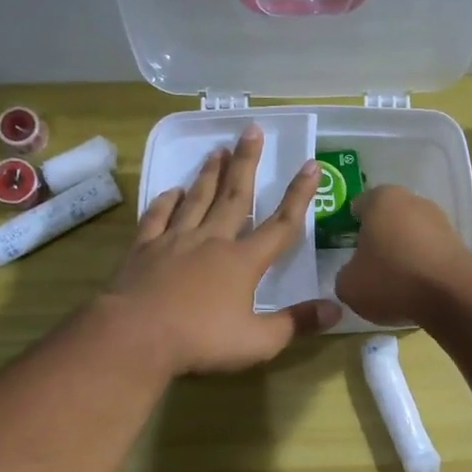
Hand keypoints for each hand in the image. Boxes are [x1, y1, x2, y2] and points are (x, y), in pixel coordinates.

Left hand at [105, 124, 339, 374]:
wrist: (136, 336)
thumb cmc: (201, 340)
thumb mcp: (259, 341)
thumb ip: (296, 323)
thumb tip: (336, 309)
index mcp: (243, 262)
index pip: (280, 225)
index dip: (299, 196)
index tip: (310, 165)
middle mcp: (212, 241)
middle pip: (235, 197)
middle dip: (247, 163)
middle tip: (252, 131)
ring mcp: (175, 241)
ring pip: (197, 199)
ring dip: (210, 174)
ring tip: (218, 150)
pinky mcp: (144, 249)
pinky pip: (158, 217)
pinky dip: (166, 201)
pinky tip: (173, 190)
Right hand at [334, 185, 471, 325]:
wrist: (452, 295)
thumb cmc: (391, 280)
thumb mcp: (348, 285)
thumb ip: (345, 274)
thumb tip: (354, 273)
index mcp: (381, 199)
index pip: (358, 205)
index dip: (350, 226)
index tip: (346, 249)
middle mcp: (412, 200)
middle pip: (387, 219)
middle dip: (378, 238)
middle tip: (368, 266)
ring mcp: (439, 220)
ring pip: (411, 235)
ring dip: (402, 253)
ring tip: (393, 283)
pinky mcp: (458, 243)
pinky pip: (430, 253)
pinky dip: (422, 266)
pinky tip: (416, 288)